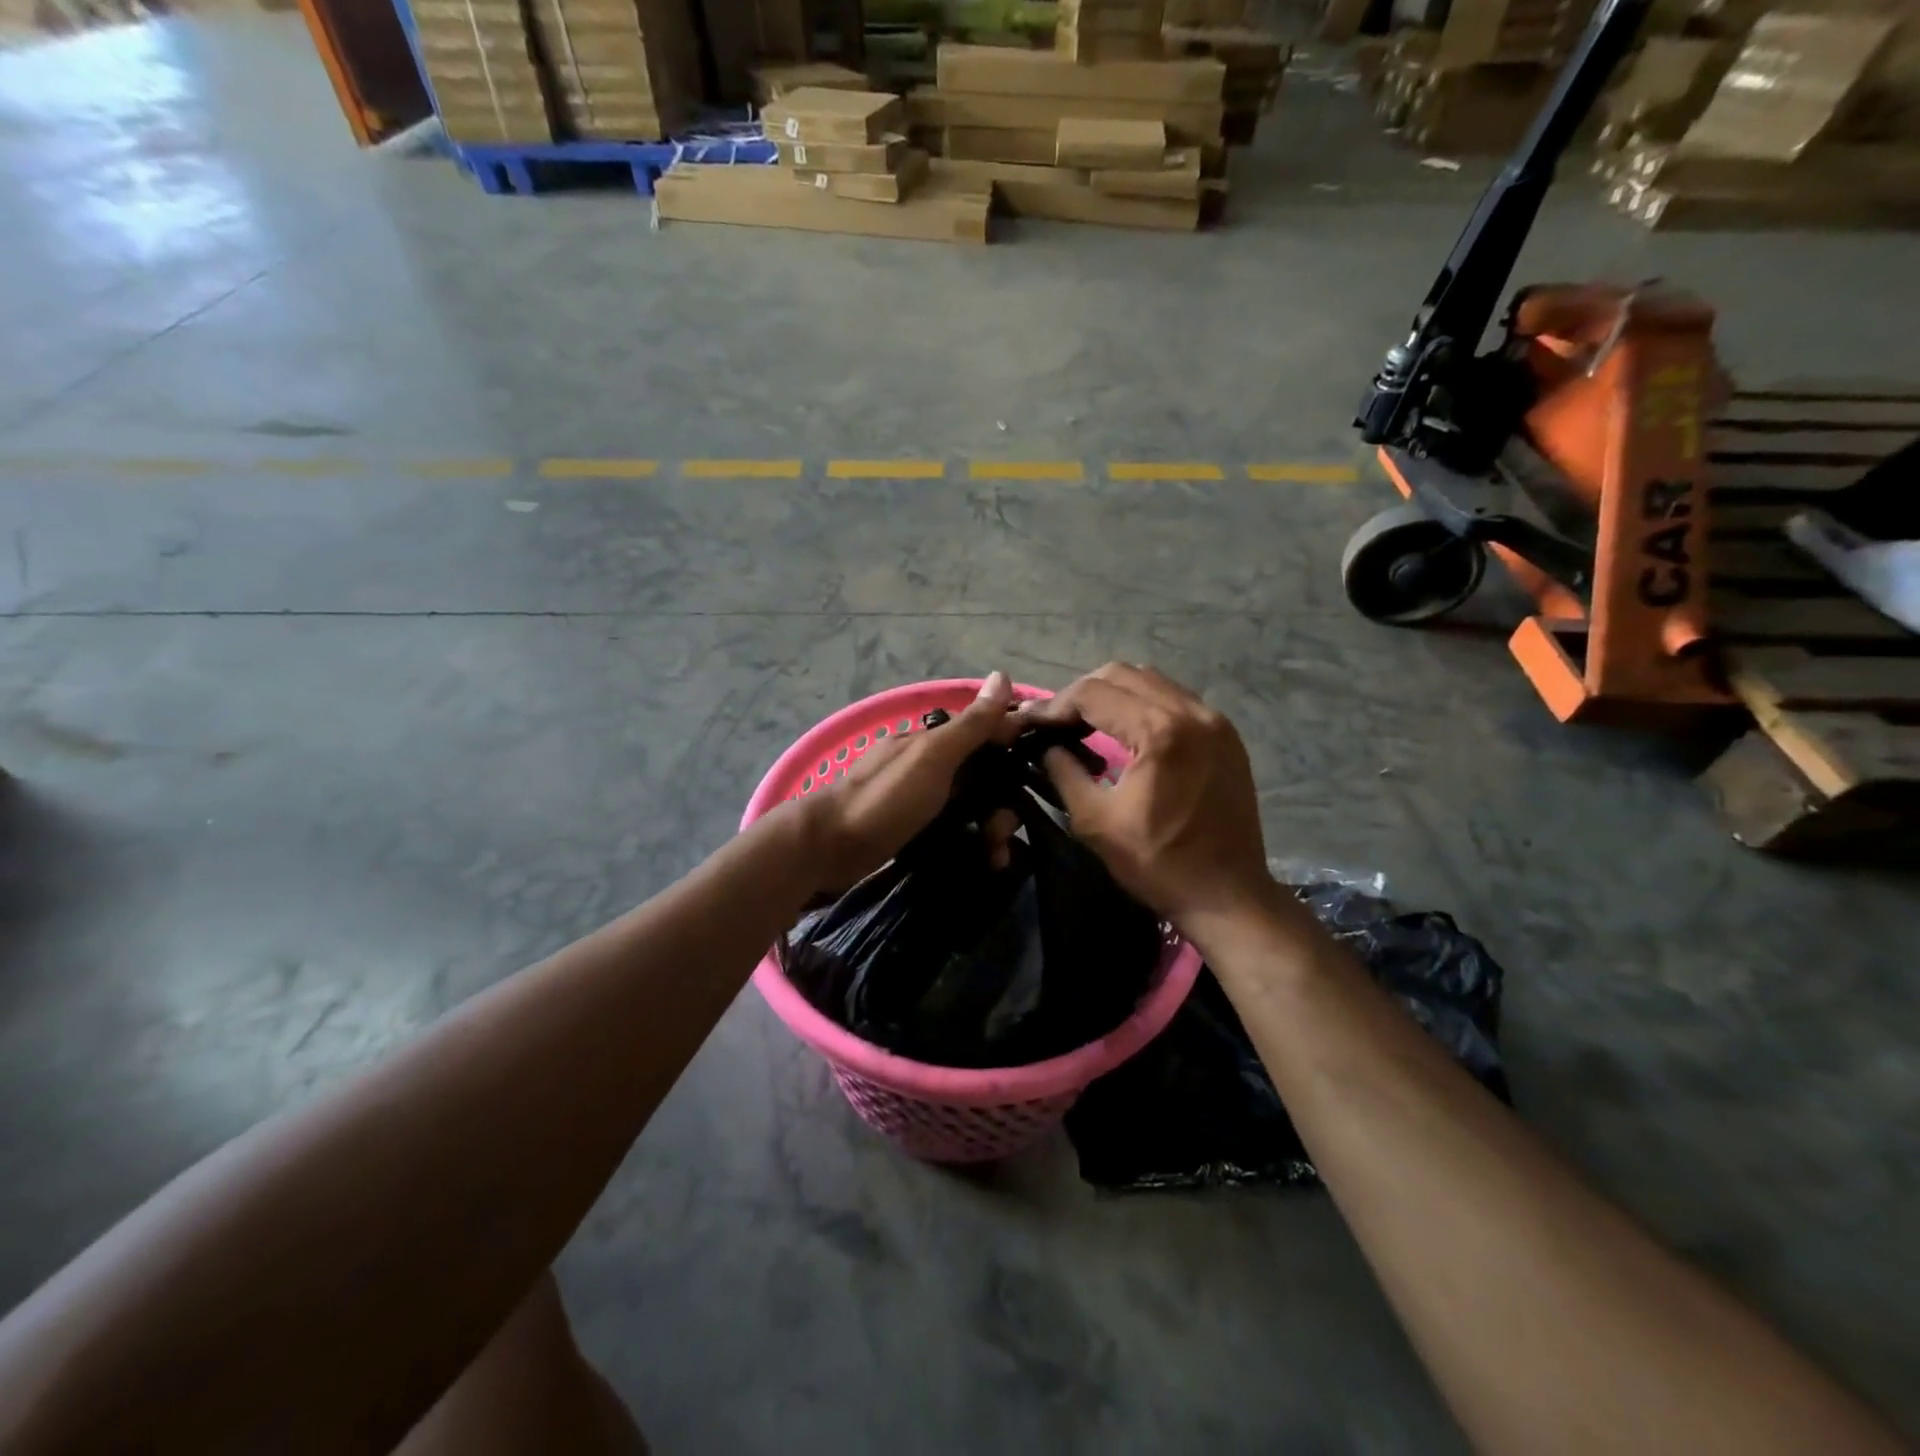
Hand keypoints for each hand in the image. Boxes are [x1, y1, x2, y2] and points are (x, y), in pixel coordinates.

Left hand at [802, 671, 1021, 890]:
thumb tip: (1003, 675)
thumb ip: (970, 725)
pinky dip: (974, 845)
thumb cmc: (884, 798)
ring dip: (992, 829)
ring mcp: (922, 802)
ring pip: (973, 809)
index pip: (986, 735)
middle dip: (1003, 804)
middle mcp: (931, 768)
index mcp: (933, 743)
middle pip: (984, 779)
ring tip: (996, 855)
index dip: (1014, 750)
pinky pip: (957, 833)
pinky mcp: (916, 833)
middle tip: (1003, 833)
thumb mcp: (932, 757)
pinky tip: (985, 862)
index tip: (1043, 774)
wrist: (828, 850)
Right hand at [1023, 663, 1272, 928]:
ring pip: (1151, 680)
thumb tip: (1046, 747)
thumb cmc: (1159, 863)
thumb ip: (1064, 773)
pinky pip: (1176, 698)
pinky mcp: (1226, 734)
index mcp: (1159, 731)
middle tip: (1057, 722)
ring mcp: (1215, 720)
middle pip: (1121, 674)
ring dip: (1113, 694)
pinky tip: (1127, 731)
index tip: (1029, 723)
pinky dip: (1144, 704)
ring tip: (1088, 723)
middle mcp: (1191, 712)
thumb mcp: (1096, 822)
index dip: (1053, 705)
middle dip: (1081, 693)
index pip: (1092, 693)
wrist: (1227, 895)